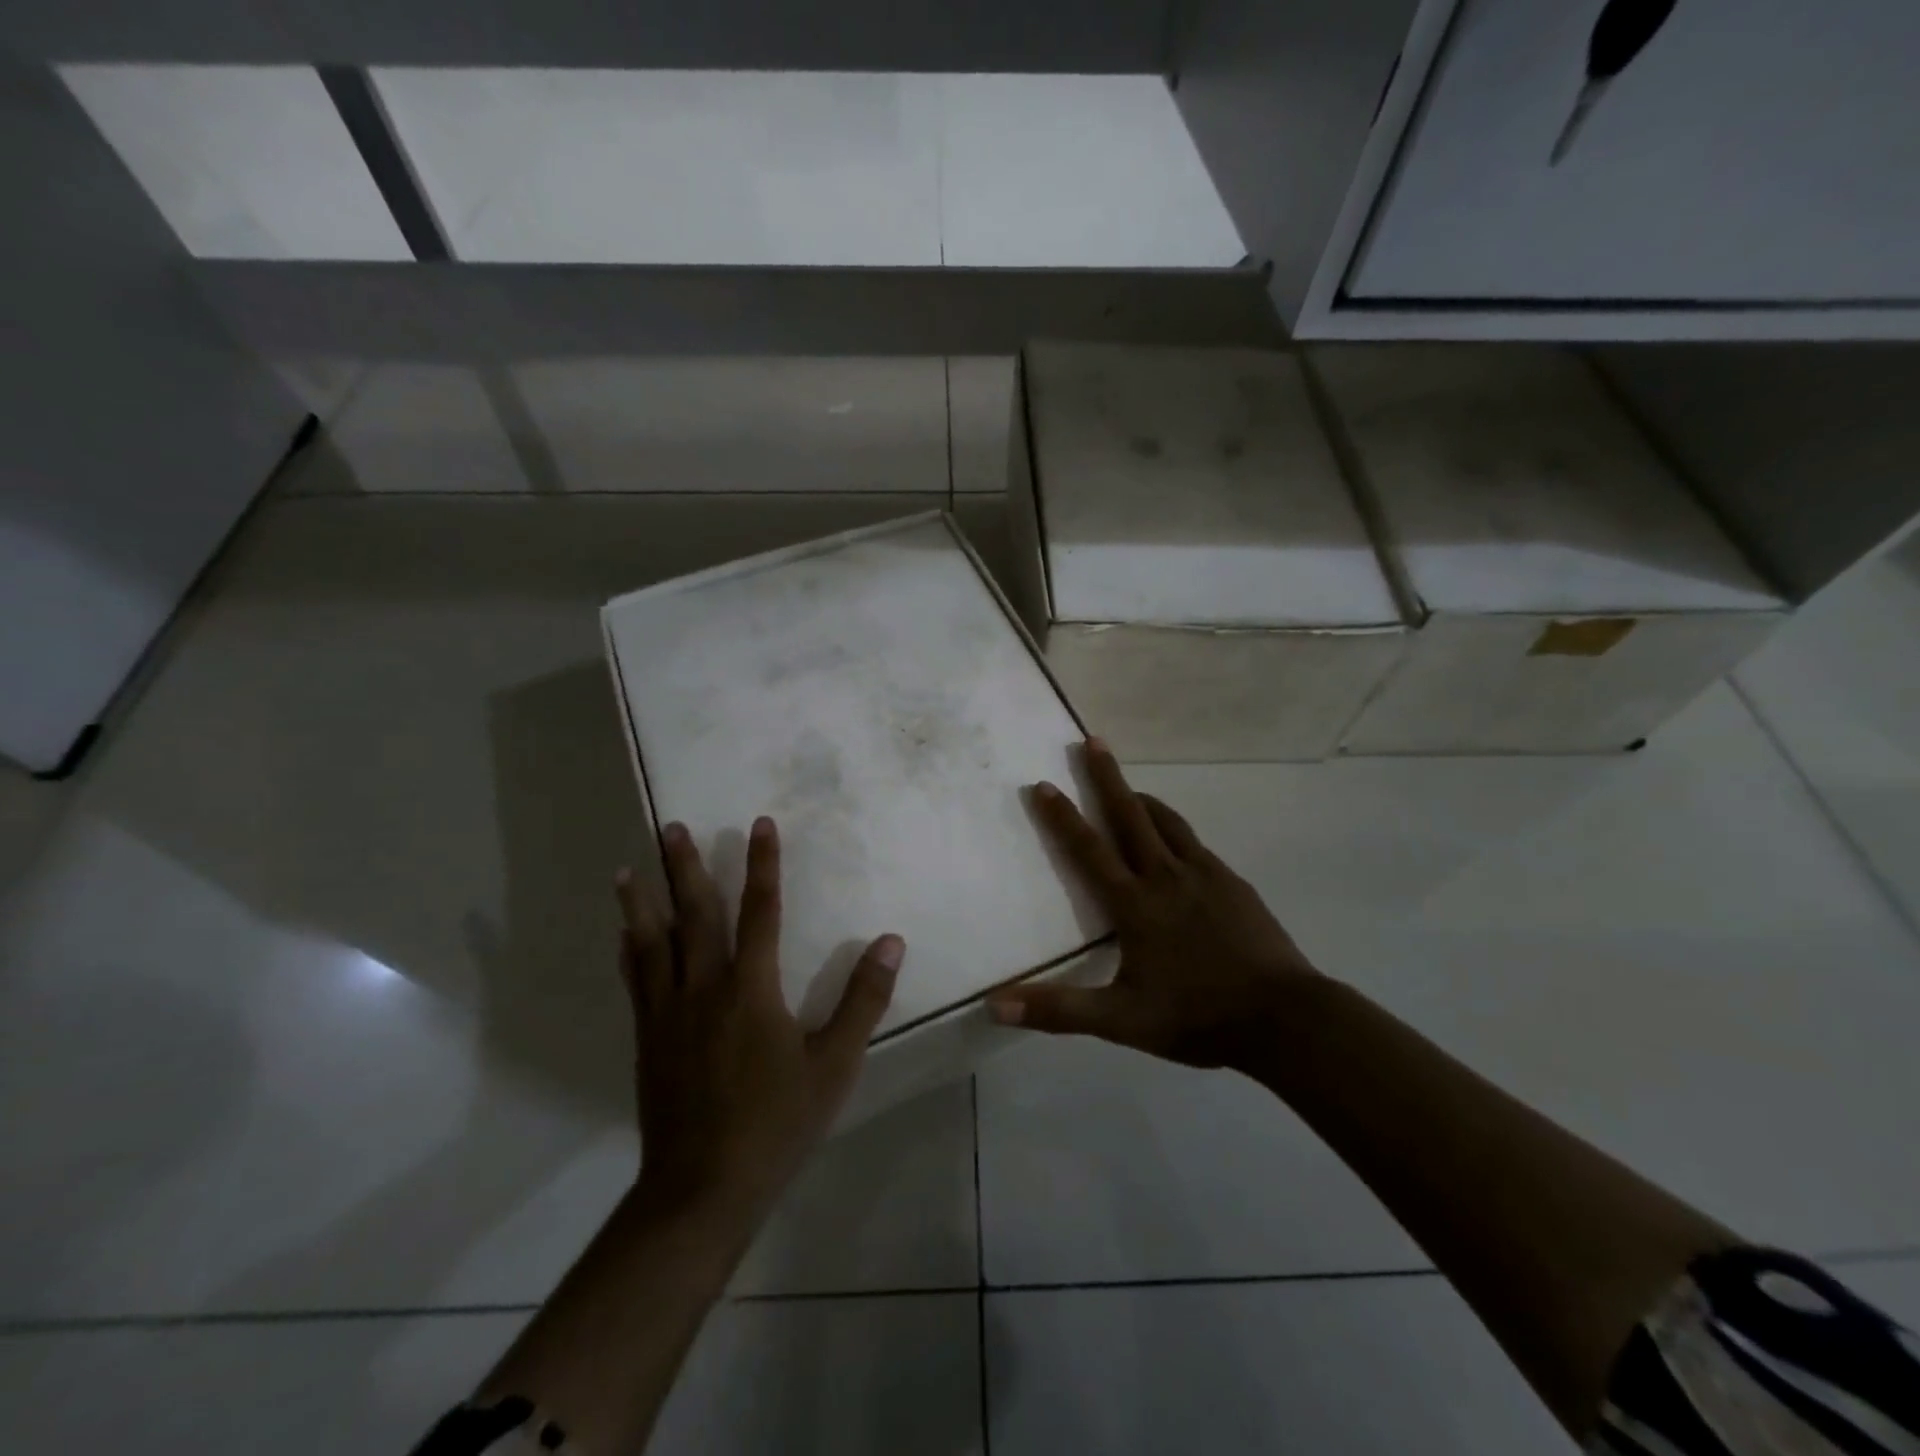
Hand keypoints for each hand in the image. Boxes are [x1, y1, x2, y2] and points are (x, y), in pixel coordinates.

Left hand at [616, 817, 904, 1220]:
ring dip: (642, 902)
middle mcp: (704, 988)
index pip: (761, 910)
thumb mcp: (835, 1064)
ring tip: (626, 868)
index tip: (760, 824)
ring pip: (652, 943)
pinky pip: (636, 981)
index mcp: (751, 988)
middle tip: (672, 826)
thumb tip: (891, 941)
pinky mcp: (648, 1039)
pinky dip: (630, 950)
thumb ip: (864, 999)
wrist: (702, 1188)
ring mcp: (669, 1013)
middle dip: (686, 867)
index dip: (764, 864)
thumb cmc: (776, 1123)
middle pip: (695, 914)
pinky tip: (624, 936)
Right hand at [987, 739, 1317, 1068]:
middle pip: (1131, 815)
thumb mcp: (1121, 1022)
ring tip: (1129, 787)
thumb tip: (995, 1006)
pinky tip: (1177, 844)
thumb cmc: (1197, 1017)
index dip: (1063, 817)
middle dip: (1107, 776)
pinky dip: (1174, 829)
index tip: (1044, 784)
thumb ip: (1059, 1011)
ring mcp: (1205, 875)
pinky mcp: (1233, 883)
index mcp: (1135, 904)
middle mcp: (1166, 877)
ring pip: (1168, 822)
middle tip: (1092, 740)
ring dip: (1142, 799)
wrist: (1284, 1018)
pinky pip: (1195, 844)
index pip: (1089, 850)